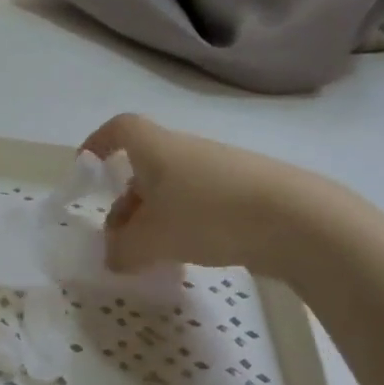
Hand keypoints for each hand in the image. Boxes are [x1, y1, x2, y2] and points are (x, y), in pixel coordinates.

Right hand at [81, 113, 334, 276]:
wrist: (297, 220)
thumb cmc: (208, 216)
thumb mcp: (151, 240)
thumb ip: (122, 250)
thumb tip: (114, 256)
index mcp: (157, 149)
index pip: (121, 129)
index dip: (98, 143)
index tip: (86, 168)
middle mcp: (187, 151)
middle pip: (145, 168)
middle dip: (126, 203)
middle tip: (120, 242)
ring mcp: (220, 169)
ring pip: (172, 190)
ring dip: (155, 219)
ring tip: (154, 255)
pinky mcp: (246, 191)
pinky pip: (200, 203)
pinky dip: (185, 225)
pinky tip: (190, 255)